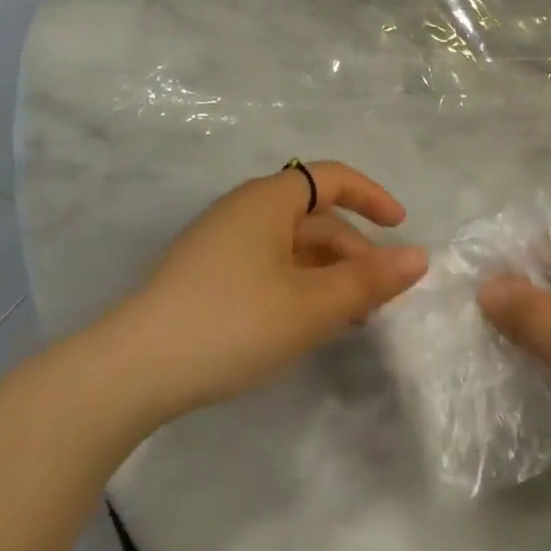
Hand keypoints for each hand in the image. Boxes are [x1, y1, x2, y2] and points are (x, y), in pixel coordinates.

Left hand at [117, 162, 427, 424]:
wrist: (129, 372)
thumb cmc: (230, 323)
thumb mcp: (310, 306)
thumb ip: (368, 280)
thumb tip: (420, 256)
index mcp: (268, 200)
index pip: (333, 177)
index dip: (372, 197)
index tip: (400, 226)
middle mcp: (244, 209)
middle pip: (313, 217)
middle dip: (352, 251)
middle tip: (379, 297)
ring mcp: (220, 242)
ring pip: (290, 246)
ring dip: (326, 273)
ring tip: (349, 318)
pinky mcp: (203, 275)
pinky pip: (266, 265)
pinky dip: (297, 285)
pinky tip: (303, 323)